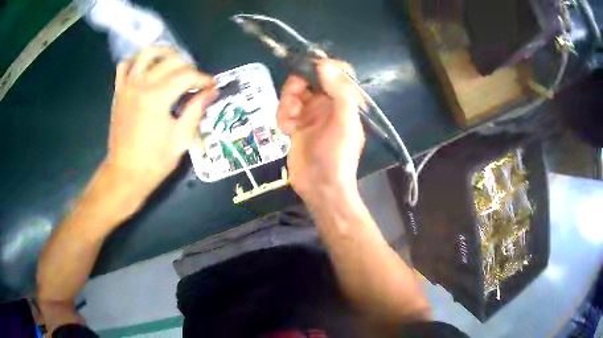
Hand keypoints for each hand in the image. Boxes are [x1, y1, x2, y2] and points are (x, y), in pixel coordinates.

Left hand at [105, 47, 217, 197]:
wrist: (125, 174)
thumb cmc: (154, 162)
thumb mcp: (180, 139)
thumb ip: (196, 110)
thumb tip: (211, 92)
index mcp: (158, 98)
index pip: (187, 76)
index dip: (203, 79)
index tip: (211, 86)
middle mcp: (142, 85)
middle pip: (171, 61)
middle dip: (188, 67)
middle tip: (195, 80)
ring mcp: (128, 86)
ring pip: (147, 54)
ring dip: (164, 53)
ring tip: (174, 62)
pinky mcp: (119, 92)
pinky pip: (125, 65)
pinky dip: (137, 61)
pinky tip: (147, 68)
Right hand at [277, 59, 365, 206]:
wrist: (320, 187)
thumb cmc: (337, 155)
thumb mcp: (344, 122)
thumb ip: (338, 91)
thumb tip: (324, 63)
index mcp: (346, 101)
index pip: (339, 72)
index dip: (325, 66)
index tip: (310, 69)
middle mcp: (329, 103)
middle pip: (310, 79)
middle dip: (298, 86)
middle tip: (294, 98)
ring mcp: (311, 114)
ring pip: (294, 93)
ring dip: (287, 104)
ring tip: (290, 121)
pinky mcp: (296, 125)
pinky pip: (284, 110)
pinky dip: (282, 118)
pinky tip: (286, 131)